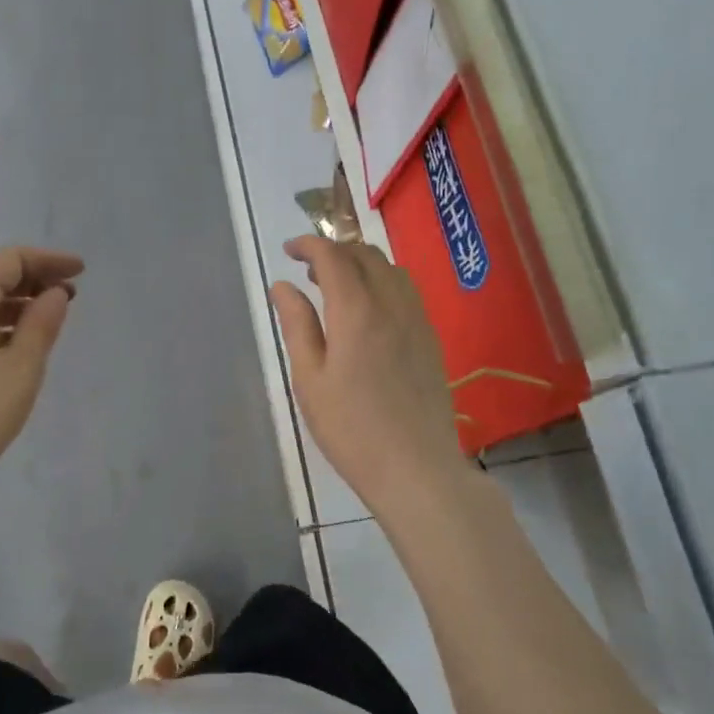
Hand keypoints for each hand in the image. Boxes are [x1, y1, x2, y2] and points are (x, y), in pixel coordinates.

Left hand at [0, 247, 83, 507]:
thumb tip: (54, 294)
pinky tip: (7, 351)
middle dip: (31, 283)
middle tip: (68, 300)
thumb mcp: (22, 369)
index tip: (80, 272)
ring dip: (10, 307)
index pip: (8, 261)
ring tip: (43, 326)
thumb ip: (42, 324)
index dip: (48, 260)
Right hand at [271, 237, 474, 516]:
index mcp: (357, 311)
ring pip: (390, 269)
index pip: (333, 256)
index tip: (289, 250)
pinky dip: (382, 282)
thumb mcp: (310, 379)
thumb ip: (297, 325)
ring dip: (361, 264)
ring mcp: (417, 320)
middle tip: (309, 271)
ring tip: (337, 288)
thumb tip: (282, 285)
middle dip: (335, 251)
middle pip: (366, 255)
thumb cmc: (351, 428)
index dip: (309, 245)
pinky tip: (369, 311)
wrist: (416, 468)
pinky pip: (406, 291)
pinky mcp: (430, 339)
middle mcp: (392, 304)